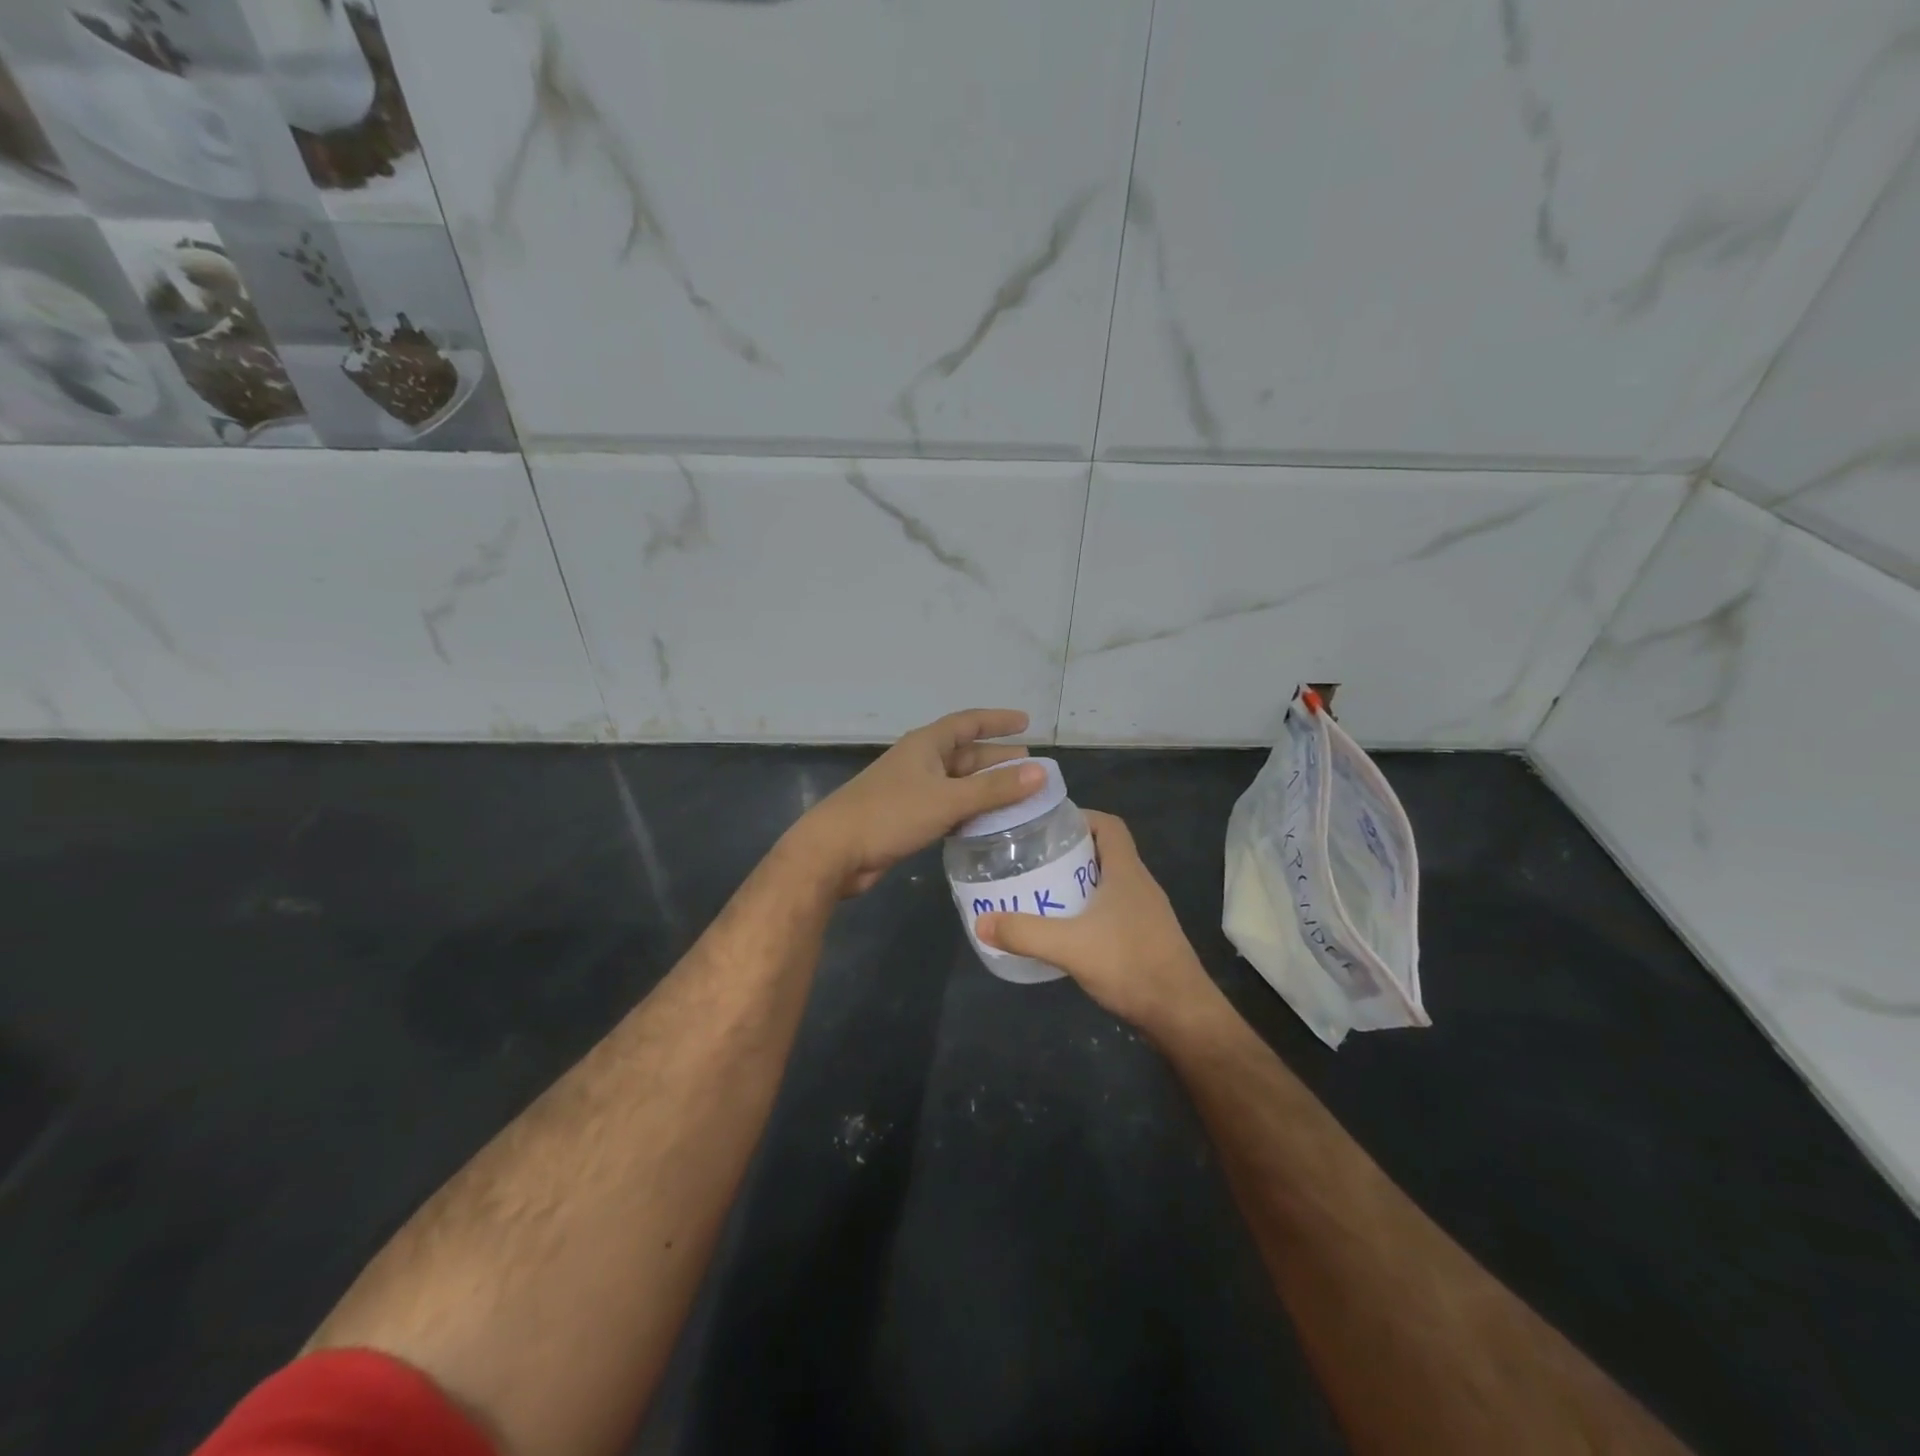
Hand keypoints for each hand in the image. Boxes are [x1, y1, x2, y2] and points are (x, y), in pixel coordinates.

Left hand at [791, 709, 1044, 898]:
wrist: (835, 850)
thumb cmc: (891, 814)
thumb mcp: (948, 799)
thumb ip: (995, 789)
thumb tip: (1041, 773)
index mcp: (926, 745)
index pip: (968, 722)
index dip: (997, 721)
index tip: (1026, 723)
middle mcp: (920, 761)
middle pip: (966, 754)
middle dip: (998, 759)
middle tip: (1032, 768)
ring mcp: (912, 790)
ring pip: (958, 783)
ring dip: (986, 787)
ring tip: (1019, 796)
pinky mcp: (907, 817)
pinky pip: (948, 806)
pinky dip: (970, 810)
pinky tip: (988, 823)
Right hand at [977, 811, 1215, 1034]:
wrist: (1182, 1015)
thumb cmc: (1131, 965)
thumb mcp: (1070, 947)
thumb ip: (1025, 933)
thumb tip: (981, 923)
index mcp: (1128, 872)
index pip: (1109, 825)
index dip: (1081, 817)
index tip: (1047, 826)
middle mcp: (1140, 885)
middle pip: (1105, 852)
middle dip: (1070, 851)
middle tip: (1034, 860)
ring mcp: (1146, 913)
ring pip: (1109, 883)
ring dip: (1079, 882)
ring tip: (1043, 891)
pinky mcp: (1146, 939)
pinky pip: (1114, 910)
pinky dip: (1089, 910)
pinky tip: (1067, 930)